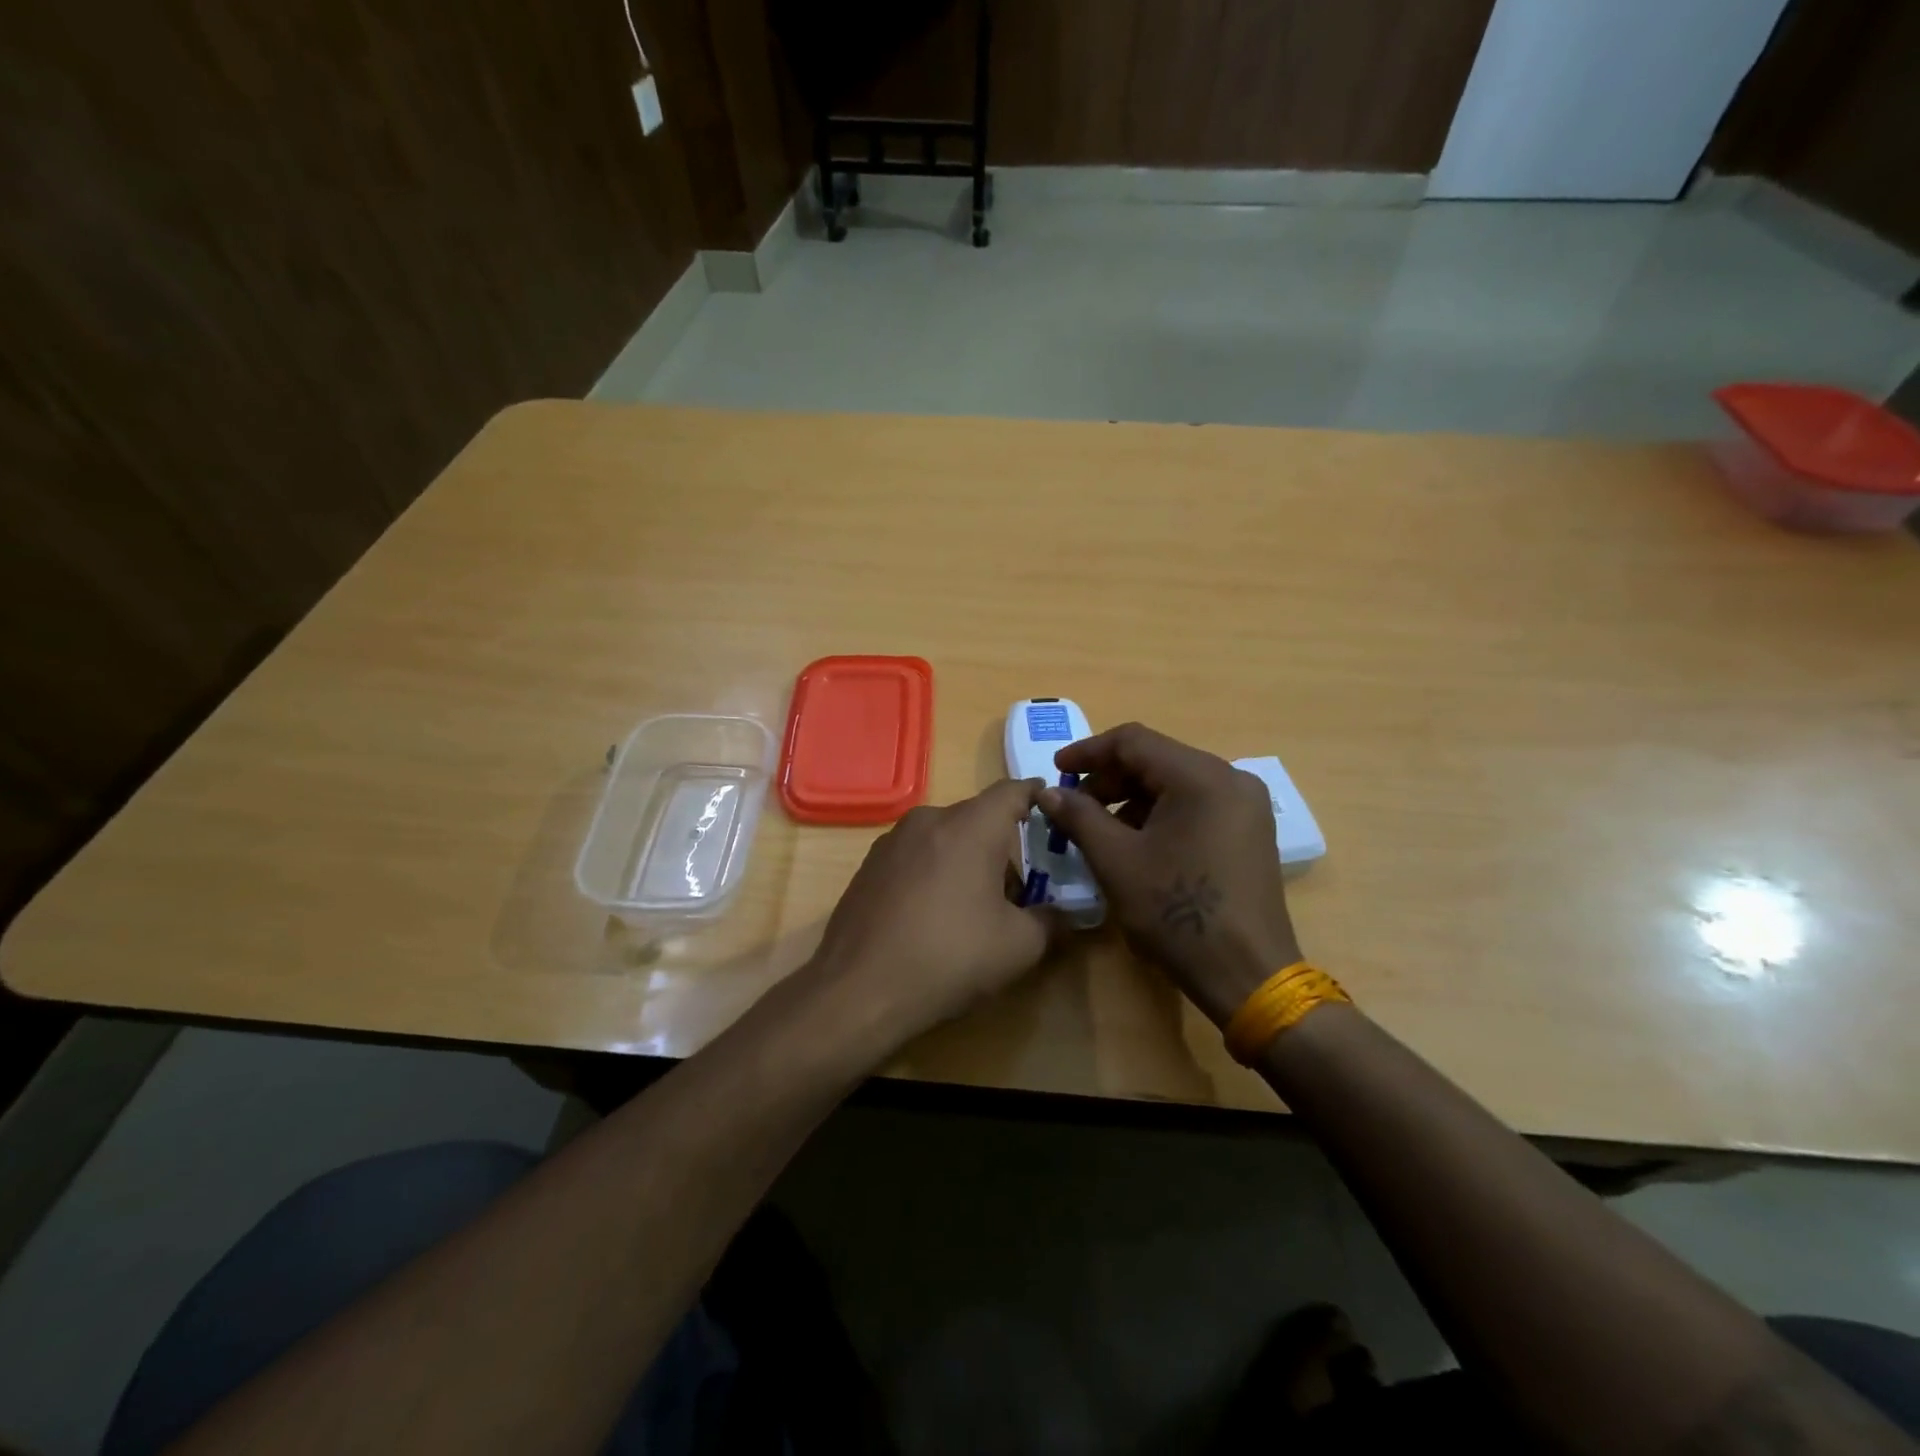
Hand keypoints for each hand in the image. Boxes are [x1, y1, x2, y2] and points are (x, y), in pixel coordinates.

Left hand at [804, 778, 1066, 1053]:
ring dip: (966, 858)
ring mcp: (892, 840)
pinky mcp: (869, 865)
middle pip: (978, 817)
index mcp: (970, 826)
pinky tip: (932, 914)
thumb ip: (1052, 921)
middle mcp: (929, 819)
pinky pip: (916, 855)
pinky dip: (934, 871)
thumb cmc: (949, 958)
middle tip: (1020, 885)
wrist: (858, 989)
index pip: (1013, 791)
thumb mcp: (1019, 947)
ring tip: (975, 905)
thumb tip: (1065, 914)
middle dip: (1002, 843)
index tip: (1052, 809)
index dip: (1037, 796)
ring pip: (944, 836)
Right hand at [1038, 723, 1300, 1027]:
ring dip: (1132, 799)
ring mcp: (1246, 806)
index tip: (1056, 772)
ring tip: (1100, 830)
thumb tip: (1048, 792)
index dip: (1088, 752)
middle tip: (1074, 807)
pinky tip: (1137, 844)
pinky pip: (1196, 805)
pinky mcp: (1249, 832)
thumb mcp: (1116, 860)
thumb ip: (1079, 816)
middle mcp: (1231, 779)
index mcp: (1201, 776)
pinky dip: (1160, 815)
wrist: (1247, 974)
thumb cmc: (1176, 912)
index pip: (1134, 741)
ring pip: (1176, 783)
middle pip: (1157, 760)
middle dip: (1109, 779)